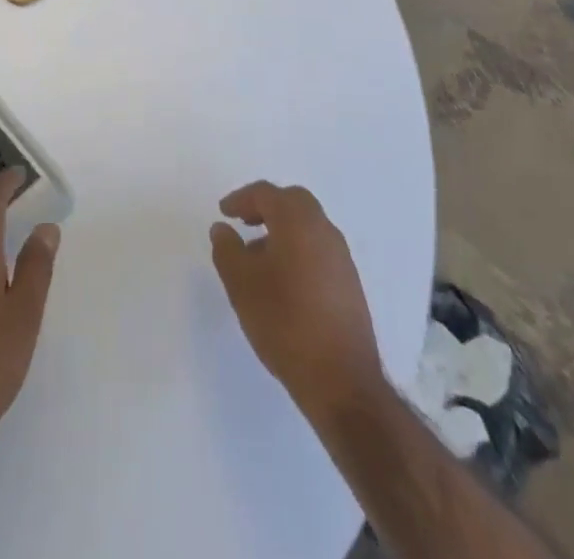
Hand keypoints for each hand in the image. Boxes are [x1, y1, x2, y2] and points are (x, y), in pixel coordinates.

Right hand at [209, 181, 384, 418]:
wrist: (341, 380)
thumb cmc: (284, 322)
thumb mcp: (241, 284)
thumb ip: (227, 250)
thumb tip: (222, 229)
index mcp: (298, 222)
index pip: (266, 194)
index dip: (241, 199)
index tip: (224, 212)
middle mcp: (324, 230)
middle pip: (293, 202)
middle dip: (266, 207)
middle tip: (244, 222)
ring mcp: (342, 258)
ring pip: (308, 227)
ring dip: (283, 230)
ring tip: (258, 257)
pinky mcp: (350, 285)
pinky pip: (319, 250)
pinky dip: (298, 250)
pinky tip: (284, 282)